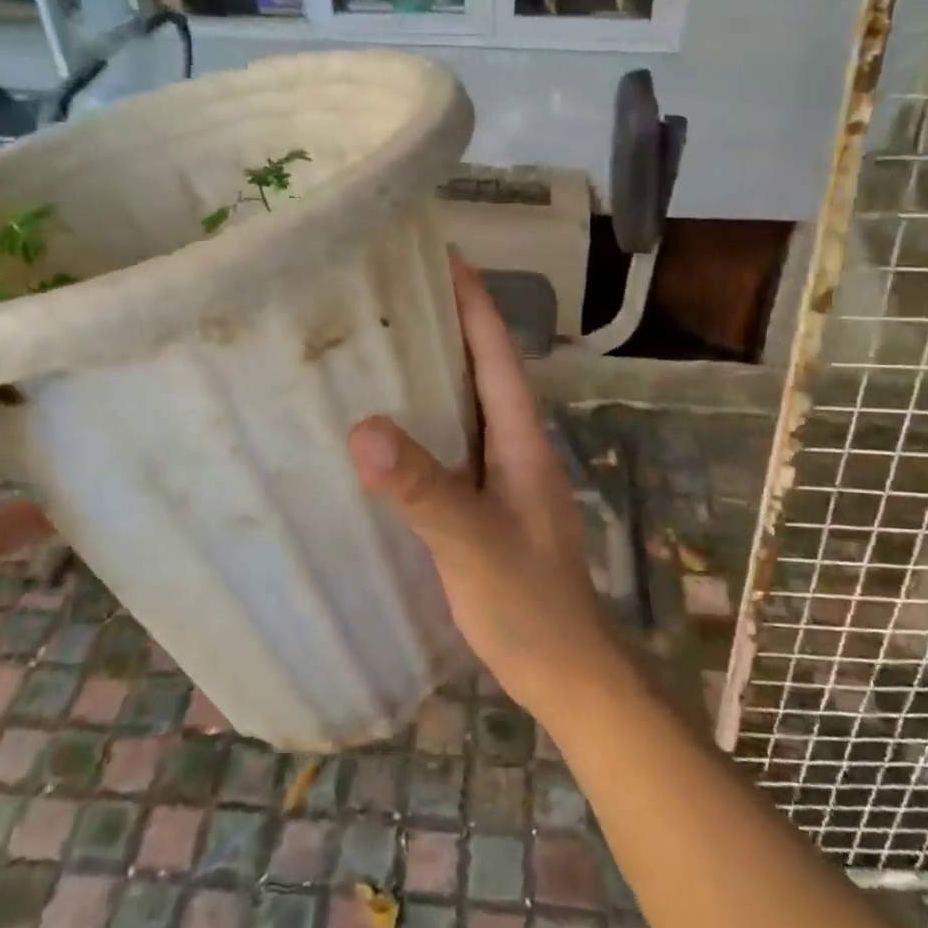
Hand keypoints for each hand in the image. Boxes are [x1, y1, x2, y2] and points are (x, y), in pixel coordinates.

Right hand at [347, 255, 618, 713]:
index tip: (444, 256)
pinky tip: (393, 430)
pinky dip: (428, 424)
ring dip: (436, 373)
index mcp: (522, 439)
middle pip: (483, 370)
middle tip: (395, 292)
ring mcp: (505, 476)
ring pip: (469, 408)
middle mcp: (516, 446)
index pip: (497, 354)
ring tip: (384, 344)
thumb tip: (362, 428)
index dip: (474, 303)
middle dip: (448, 325)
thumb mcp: (472, 543)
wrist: (565, 671)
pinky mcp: (489, 505)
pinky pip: (456, 445)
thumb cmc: (529, 603)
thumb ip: (422, 489)